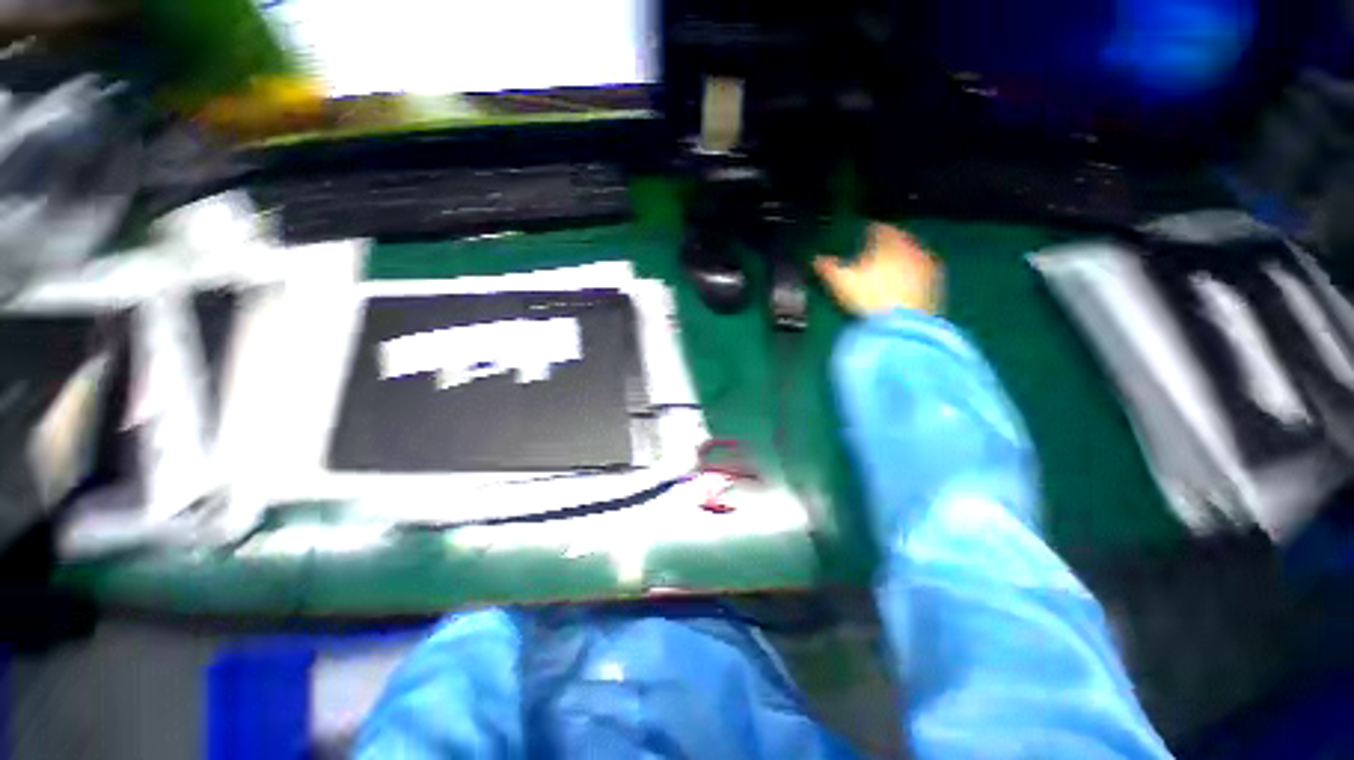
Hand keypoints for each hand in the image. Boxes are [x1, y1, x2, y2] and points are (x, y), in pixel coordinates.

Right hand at [814, 223, 941, 315]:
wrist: (903, 325)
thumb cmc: (869, 296)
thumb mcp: (841, 282)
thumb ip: (828, 267)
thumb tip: (815, 259)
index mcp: (890, 241)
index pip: (880, 228)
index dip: (870, 230)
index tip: (863, 233)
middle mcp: (912, 248)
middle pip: (900, 240)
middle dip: (888, 245)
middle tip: (875, 252)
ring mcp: (927, 267)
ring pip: (912, 257)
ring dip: (901, 260)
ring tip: (888, 270)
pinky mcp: (936, 287)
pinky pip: (921, 275)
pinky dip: (911, 277)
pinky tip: (901, 288)